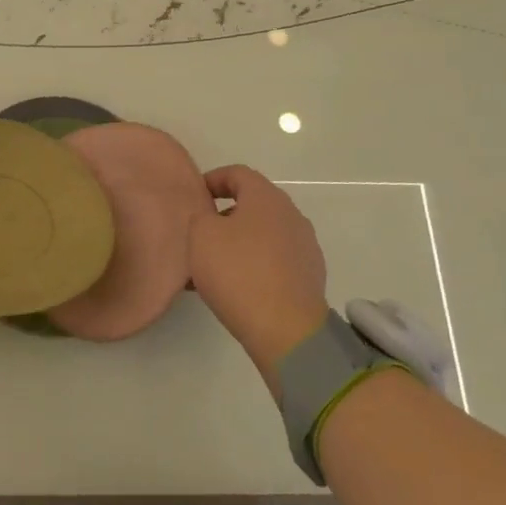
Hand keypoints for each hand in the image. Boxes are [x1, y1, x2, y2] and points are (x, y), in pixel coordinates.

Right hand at [189, 166, 330, 393]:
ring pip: (263, 234)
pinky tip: (237, 287)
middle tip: (201, 234)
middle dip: (225, 215)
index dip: (213, 180)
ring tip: (215, 266)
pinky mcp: (310, 276)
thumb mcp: (201, 235)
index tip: (195, 197)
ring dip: (239, 243)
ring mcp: (305, 246)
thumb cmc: (239, 272)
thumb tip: (211, 217)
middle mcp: (291, 215)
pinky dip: (255, 264)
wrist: (286, 330)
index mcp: (266, 197)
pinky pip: (275, 260)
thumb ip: (201, 216)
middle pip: (253, 204)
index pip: (237, 173)